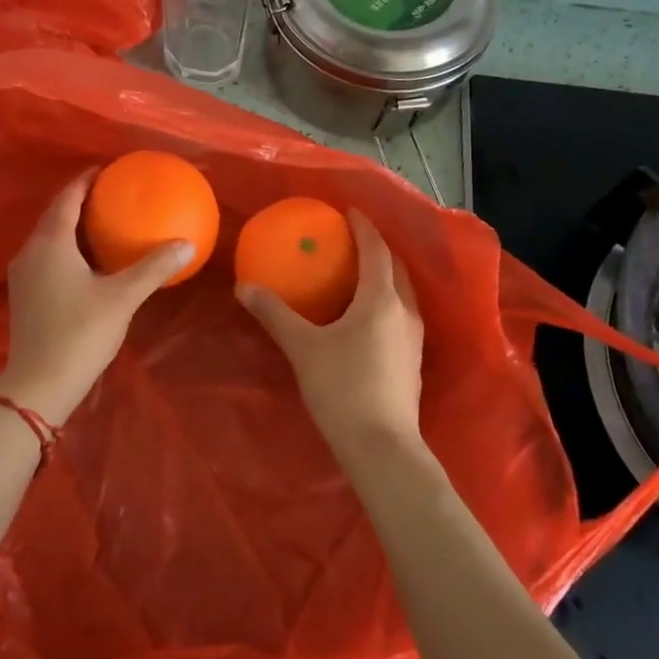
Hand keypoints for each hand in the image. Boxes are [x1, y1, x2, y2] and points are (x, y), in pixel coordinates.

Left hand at [0, 173, 193, 425]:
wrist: (39, 383)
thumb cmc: (80, 333)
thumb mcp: (122, 298)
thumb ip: (153, 268)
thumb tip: (187, 244)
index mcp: (51, 243)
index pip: (67, 198)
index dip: (85, 181)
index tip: (107, 170)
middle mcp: (30, 251)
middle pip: (55, 215)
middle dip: (80, 202)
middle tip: (111, 195)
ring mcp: (23, 275)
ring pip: (49, 238)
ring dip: (73, 227)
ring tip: (103, 223)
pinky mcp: (24, 295)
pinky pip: (47, 257)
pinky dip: (67, 249)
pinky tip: (88, 262)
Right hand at [237, 210, 425, 457]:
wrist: (381, 445)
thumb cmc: (341, 388)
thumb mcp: (302, 347)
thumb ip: (274, 314)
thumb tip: (244, 287)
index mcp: (380, 299)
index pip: (376, 250)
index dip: (364, 228)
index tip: (349, 212)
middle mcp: (404, 312)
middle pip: (395, 268)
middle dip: (377, 249)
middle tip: (352, 241)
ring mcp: (414, 338)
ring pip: (402, 293)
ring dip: (385, 276)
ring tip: (360, 273)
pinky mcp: (413, 361)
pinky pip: (401, 315)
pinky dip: (386, 301)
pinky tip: (367, 317)